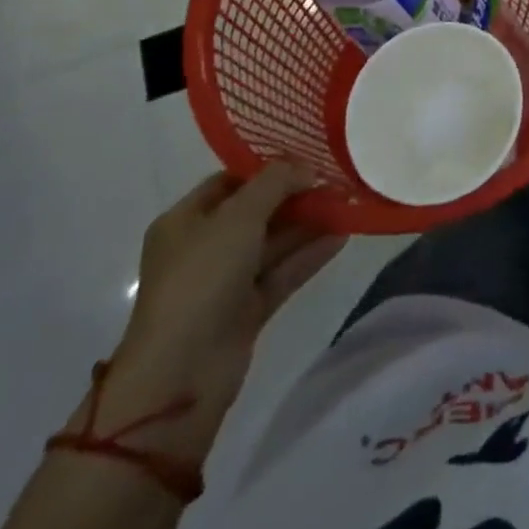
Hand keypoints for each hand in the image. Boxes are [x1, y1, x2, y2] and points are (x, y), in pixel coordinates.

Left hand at [103, 166, 344, 461]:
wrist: (181, 374)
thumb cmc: (201, 279)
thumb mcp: (239, 216)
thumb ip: (276, 182)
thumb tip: (307, 168)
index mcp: (185, 220)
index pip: (230, 180)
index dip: (267, 166)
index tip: (308, 155)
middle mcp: (203, 247)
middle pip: (256, 211)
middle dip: (295, 195)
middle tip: (336, 177)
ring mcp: (225, 281)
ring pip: (274, 242)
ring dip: (308, 224)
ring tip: (347, 203)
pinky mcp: (246, 310)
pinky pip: (282, 272)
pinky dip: (309, 255)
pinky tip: (343, 236)